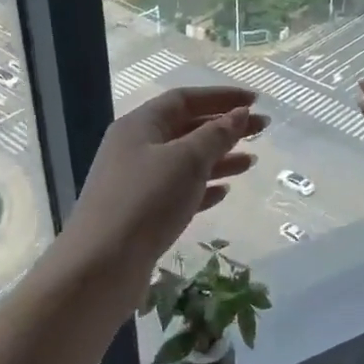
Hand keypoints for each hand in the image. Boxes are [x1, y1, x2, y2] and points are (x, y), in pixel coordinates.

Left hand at [61, 86, 266, 287]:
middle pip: (186, 128)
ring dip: (218, 158)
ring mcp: (136, 182)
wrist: (101, 266)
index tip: (255, 101)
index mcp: (140, 125)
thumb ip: (216, 135)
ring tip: (251, 162)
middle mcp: (135, 148)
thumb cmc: (147, 201)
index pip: (184, 99)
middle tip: (262, 130)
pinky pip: (177, 190)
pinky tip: (224, 192)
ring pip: (184, 161)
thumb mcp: (187, 160)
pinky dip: (202, 187)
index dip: (221, 97)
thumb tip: (240, 114)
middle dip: (224, 127)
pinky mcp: (141, 213)